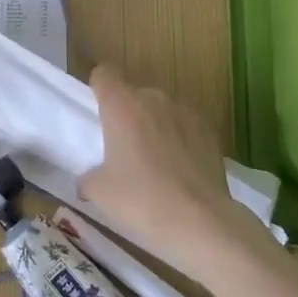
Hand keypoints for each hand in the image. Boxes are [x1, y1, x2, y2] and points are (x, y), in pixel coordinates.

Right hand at [80, 66, 264, 280]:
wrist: (200, 222)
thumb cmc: (141, 200)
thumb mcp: (99, 192)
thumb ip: (88, 177)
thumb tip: (87, 181)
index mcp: (121, 105)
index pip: (104, 74)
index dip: (98, 88)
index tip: (97, 112)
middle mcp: (154, 99)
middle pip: (133, 94)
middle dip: (127, 115)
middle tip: (123, 149)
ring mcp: (185, 113)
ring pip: (161, 111)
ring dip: (154, 126)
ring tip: (155, 163)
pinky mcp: (210, 131)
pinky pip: (185, 127)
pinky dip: (179, 140)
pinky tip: (180, 172)